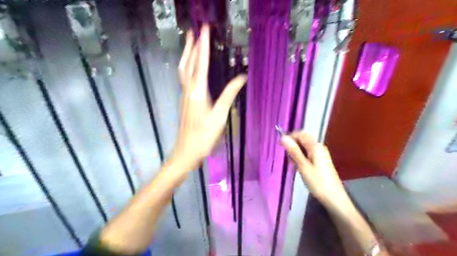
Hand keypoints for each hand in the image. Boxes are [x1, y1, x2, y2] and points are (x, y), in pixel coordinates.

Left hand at [171, 25, 248, 170]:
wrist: (187, 151)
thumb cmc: (204, 136)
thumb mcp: (220, 116)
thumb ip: (229, 95)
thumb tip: (241, 78)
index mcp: (197, 92)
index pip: (201, 64)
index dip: (203, 46)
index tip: (204, 30)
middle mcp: (188, 90)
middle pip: (188, 63)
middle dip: (191, 45)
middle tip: (193, 30)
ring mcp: (185, 96)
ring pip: (183, 70)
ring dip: (187, 55)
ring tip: (190, 43)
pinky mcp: (185, 101)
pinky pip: (185, 78)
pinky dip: (187, 67)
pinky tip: (192, 67)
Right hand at [281, 132, 348, 207]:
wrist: (334, 198)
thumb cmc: (318, 182)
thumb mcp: (303, 166)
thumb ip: (293, 151)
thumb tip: (283, 137)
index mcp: (316, 146)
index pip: (300, 134)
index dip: (290, 137)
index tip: (281, 146)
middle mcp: (319, 147)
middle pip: (302, 140)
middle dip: (293, 146)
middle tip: (288, 158)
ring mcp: (320, 154)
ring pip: (304, 147)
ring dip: (296, 153)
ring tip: (293, 165)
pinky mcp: (320, 161)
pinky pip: (307, 154)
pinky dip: (301, 158)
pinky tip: (299, 167)